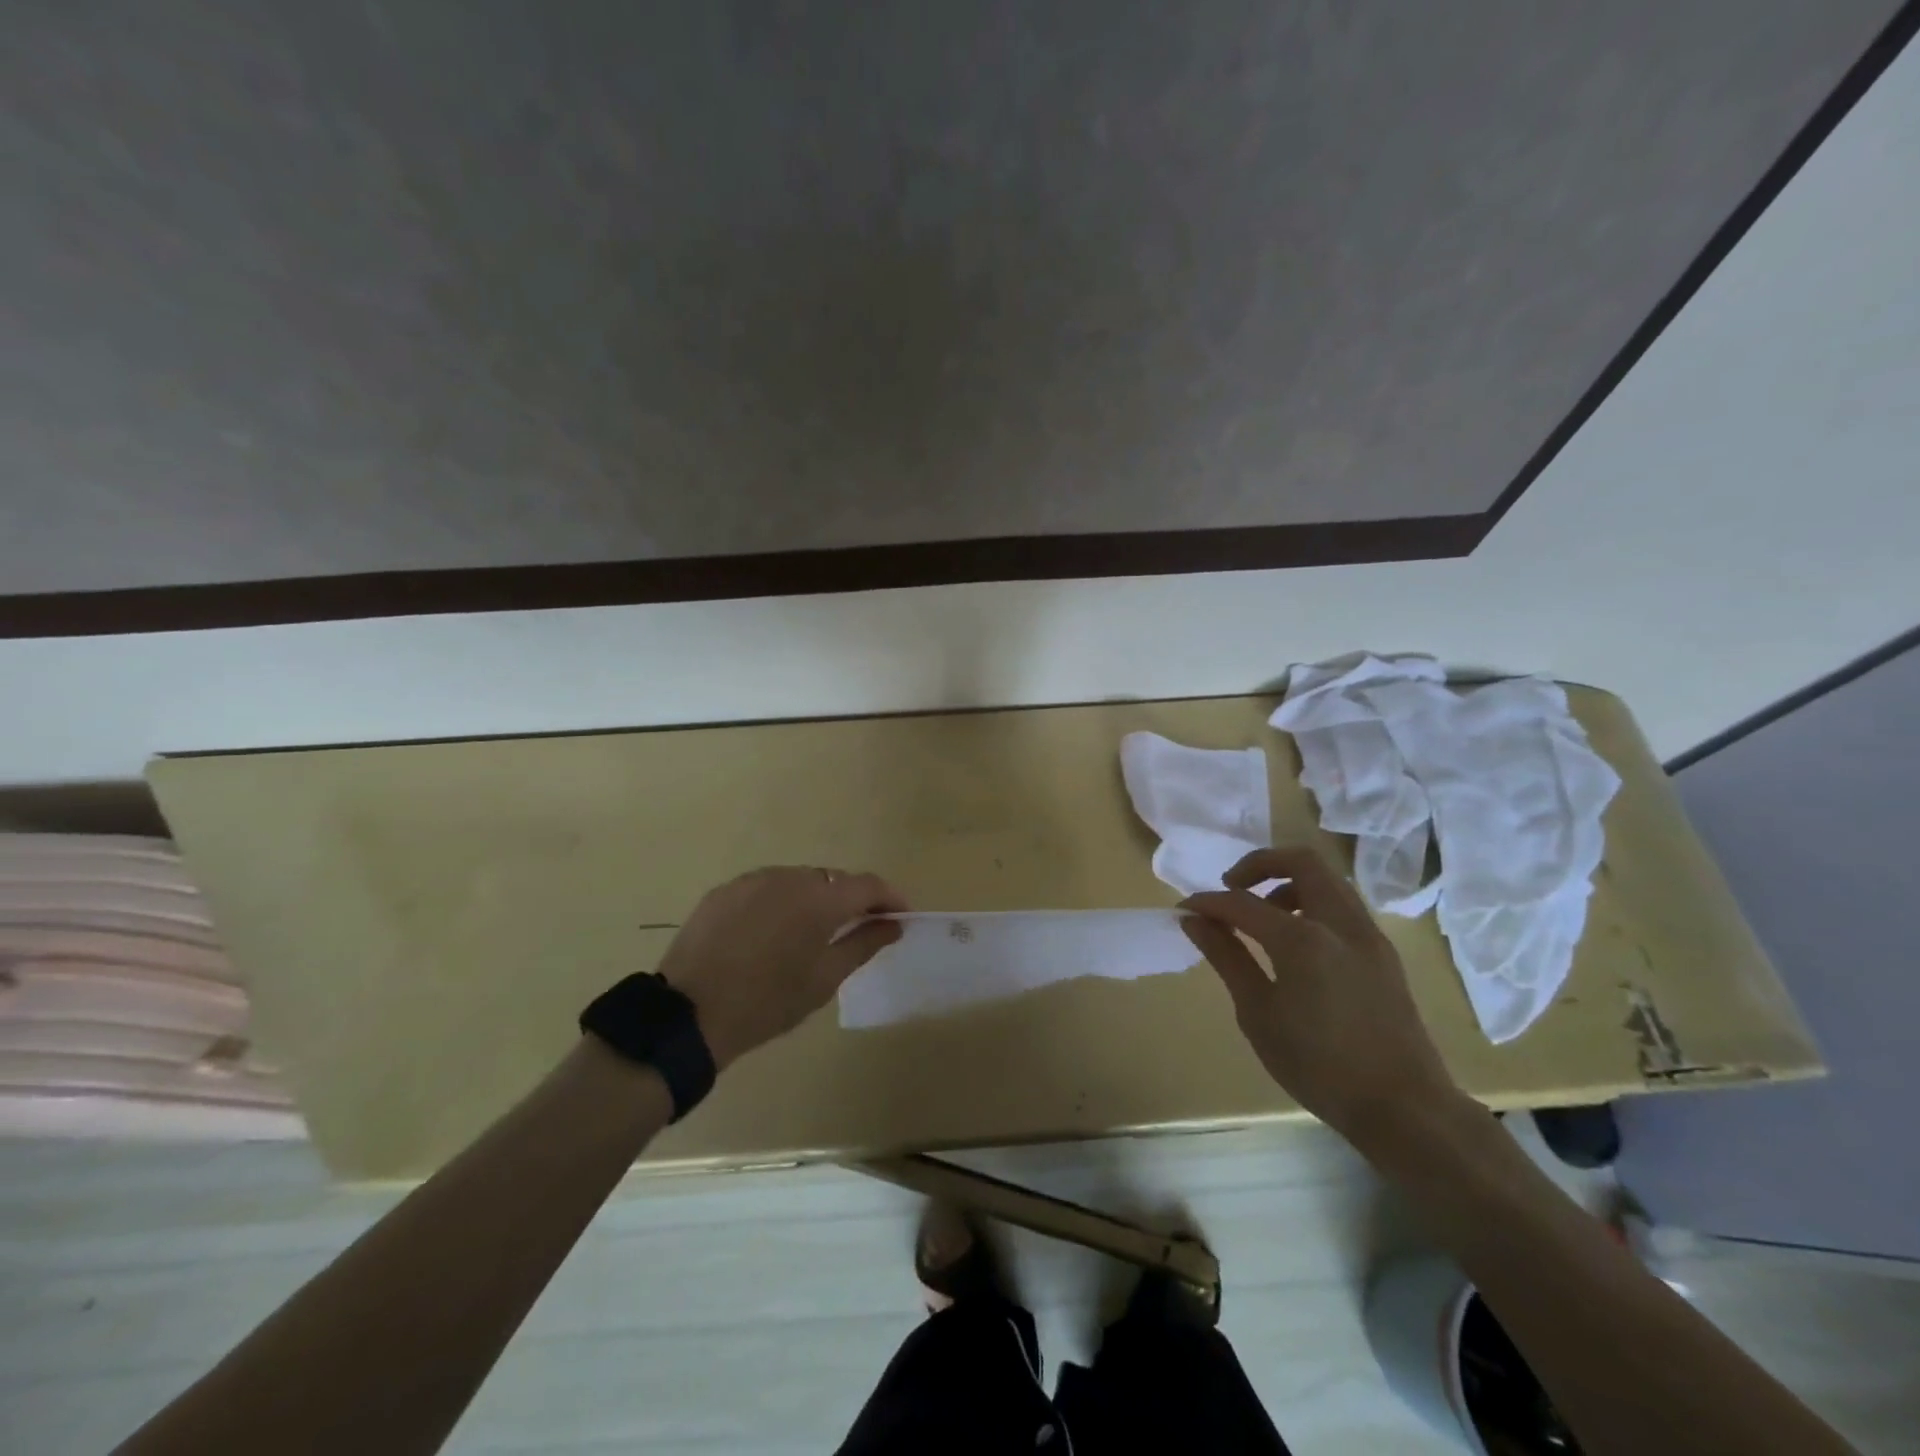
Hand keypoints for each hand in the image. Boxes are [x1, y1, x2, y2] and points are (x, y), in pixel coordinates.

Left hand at [657, 866, 907, 1069]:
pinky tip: (772, 932)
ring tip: (812, 933)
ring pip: (799, 881)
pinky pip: (767, 888)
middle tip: (858, 929)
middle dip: (851, 900)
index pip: (868, 885)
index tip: (899, 917)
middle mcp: (790, 877)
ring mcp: (753, 880)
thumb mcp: (824, 979)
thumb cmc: (768, 1002)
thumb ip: (863, 944)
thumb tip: (893, 924)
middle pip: (834, 880)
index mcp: (820, 899)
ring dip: (815, 900)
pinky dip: (781, 903)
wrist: (689, 1015)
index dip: (889, 898)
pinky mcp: (726, 890)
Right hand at [1180, 847, 1461, 1145]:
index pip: (1242, 902)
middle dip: (1258, 864)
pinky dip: (1313, 903)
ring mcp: (1368, 935)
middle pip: (1299, 861)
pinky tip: (1296, 942)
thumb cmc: (1319, 1067)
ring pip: (1327, 879)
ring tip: (1263, 917)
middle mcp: (1339, 923)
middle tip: (1231, 888)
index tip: (1185, 911)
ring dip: (1288, 883)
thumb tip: (1194, 921)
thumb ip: (1227, 958)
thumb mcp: (1258, 1014)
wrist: (1405, 1108)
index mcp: (1303, 940)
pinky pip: (1343, 905)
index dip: (1208, 902)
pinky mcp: (1383, 952)